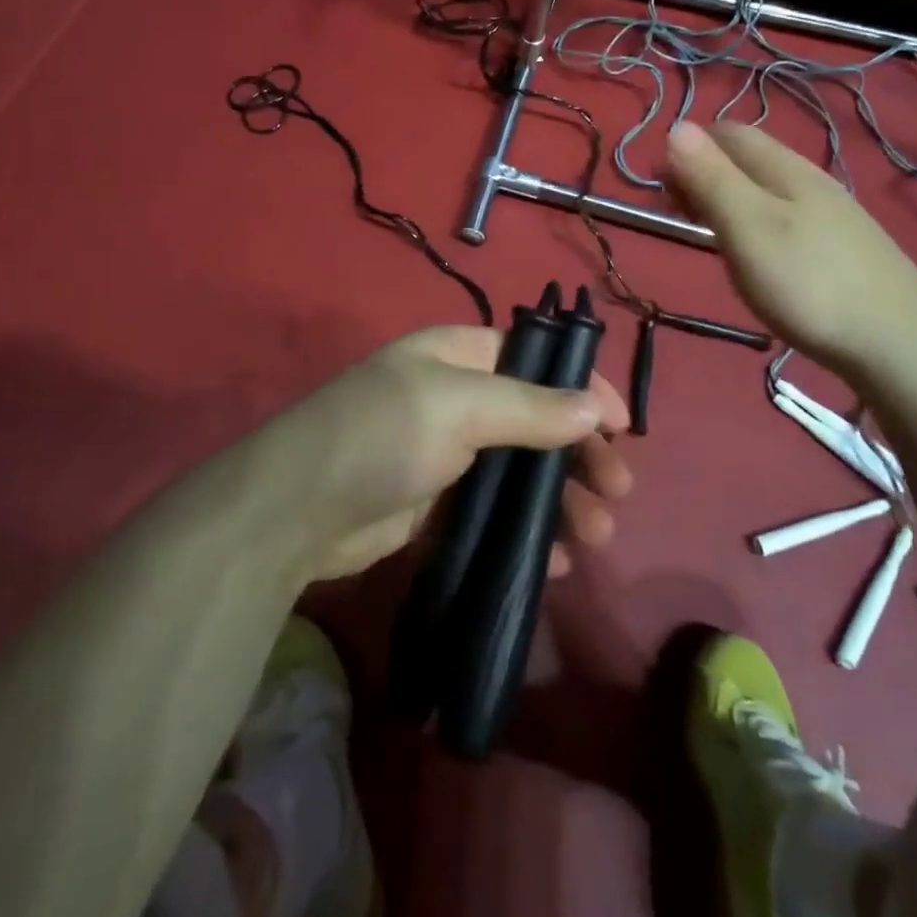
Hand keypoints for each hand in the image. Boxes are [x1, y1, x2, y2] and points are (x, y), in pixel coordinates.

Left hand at [244, 326, 631, 581]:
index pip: (536, 361)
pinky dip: (523, 532)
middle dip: (579, 454)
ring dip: (559, 500)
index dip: (583, 388)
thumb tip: (595, 407)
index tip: (624, 427)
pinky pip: (492, 511)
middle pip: (535, 419)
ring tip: (596, 535)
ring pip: (518, 470)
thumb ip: (530, 408)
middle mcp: (454, 397)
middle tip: (618, 492)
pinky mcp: (432, 504)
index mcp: (458, 356)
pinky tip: (552, 560)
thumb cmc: (383, 435)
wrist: (293, 511)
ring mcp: (443, 452)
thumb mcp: (460, 407)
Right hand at [667, 120, 916, 376]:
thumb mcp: (747, 227)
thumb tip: (676, 126)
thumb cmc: (808, 282)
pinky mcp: (840, 247)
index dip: (688, 148)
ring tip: (705, 232)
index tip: (659, 187)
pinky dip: (753, 221)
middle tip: (674, 211)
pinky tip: (755, 253)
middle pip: (747, 158)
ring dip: (727, 198)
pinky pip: (784, 216)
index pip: (728, 133)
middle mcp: (809, 180)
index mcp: (784, 169)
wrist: (897, 343)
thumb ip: (711, 178)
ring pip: (766, 188)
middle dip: (704, 172)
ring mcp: (830, 214)